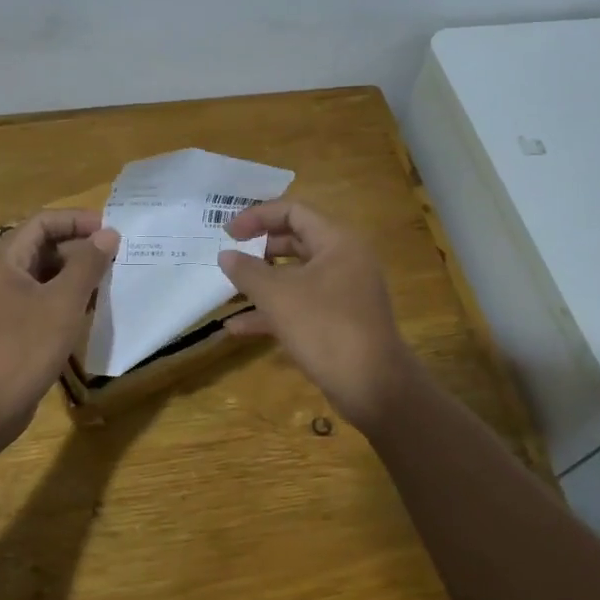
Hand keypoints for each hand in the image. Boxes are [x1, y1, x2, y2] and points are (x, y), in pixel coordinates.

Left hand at [0, 209, 120, 449]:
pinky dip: (67, 298)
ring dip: (76, 274)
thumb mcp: (63, 302)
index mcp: (4, 259)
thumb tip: (109, 234)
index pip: (42, 222)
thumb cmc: (23, 347)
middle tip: (116, 257)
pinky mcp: (12, 328)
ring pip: (45, 275)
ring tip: (110, 280)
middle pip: (43, 246)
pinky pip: (43, 300)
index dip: (77, 220)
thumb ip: (87, 265)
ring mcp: (4, 303)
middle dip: (80, 247)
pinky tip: (91, 309)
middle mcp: (0, 275)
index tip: (111, 230)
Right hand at [218, 199, 418, 428]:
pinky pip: (301, 306)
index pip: (294, 212)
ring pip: (296, 277)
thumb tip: (225, 255)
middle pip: (296, 241)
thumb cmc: (325, 328)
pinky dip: (272, 312)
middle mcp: (344, 261)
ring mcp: (343, 293)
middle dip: (259, 249)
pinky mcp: (339, 322)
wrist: (373, 387)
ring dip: (262, 283)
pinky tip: (238, 328)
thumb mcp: (278, 296)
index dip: (258, 217)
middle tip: (230, 257)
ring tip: (229, 291)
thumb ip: (247, 271)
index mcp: (337, 242)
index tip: (228, 233)